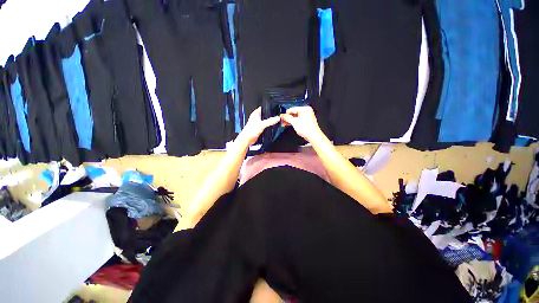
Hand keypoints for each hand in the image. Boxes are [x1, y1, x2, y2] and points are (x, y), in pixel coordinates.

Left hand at [236, 107, 279, 145]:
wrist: (247, 139)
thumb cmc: (250, 130)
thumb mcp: (262, 124)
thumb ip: (270, 121)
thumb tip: (277, 118)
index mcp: (255, 113)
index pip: (263, 108)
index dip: (268, 108)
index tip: (274, 109)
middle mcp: (256, 117)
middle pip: (265, 115)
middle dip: (270, 116)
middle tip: (275, 116)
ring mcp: (257, 123)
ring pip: (265, 121)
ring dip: (268, 122)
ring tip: (274, 122)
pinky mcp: (258, 128)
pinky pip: (264, 126)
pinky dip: (267, 126)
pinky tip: (270, 127)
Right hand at [280, 106, 322, 142]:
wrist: (313, 136)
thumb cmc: (308, 129)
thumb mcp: (295, 122)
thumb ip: (287, 118)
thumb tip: (282, 115)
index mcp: (305, 109)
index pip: (292, 109)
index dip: (286, 113)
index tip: (281, 116)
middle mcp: (306, 111)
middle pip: (294, 113)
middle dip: (287, 117)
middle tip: (282, 120)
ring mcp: (307, 117)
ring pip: (295, 117)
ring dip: (289, 120)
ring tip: (284, 123)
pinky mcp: (306, 122)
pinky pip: (298, 120)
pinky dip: (293, 122)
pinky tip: (288, 124)